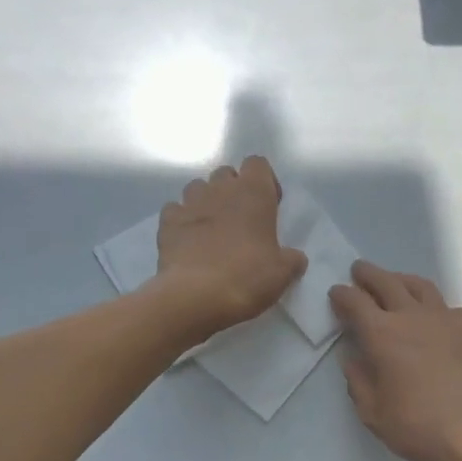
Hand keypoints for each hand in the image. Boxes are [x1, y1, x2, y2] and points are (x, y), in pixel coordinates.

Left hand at [153, 157, 307, 339]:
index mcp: (253, 193)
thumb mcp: (282, 273)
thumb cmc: (247, 277)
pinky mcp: (167, 222)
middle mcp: (220, 189)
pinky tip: (187, 240)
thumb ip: (291, 259)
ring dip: (206, 202)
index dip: (264, 181)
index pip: (257, 163)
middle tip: (240, 219)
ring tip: (212, 229)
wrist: (196, 296)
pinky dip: (181, 220)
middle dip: (233, 190)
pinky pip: (174, 210)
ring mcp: (190, 203)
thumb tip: (294, 258)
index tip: (268, 206)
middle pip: (226, 173)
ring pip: (197, 187)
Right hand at [329, 260, 461, 460]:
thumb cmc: (421, 426)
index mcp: (382, 334)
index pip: (355, 301)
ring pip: (418, 285)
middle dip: (368, 274)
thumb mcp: (374, 414)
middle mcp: (411, 316)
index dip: (342, 294)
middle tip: (359, 271)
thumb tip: (353, 359)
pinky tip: (431, 316)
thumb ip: (359, 382)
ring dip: (400, 279)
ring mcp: (444, 317)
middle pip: (386, 282)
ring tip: (394, 282)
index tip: (336, 293)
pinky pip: (445, 305)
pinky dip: (430, 304)